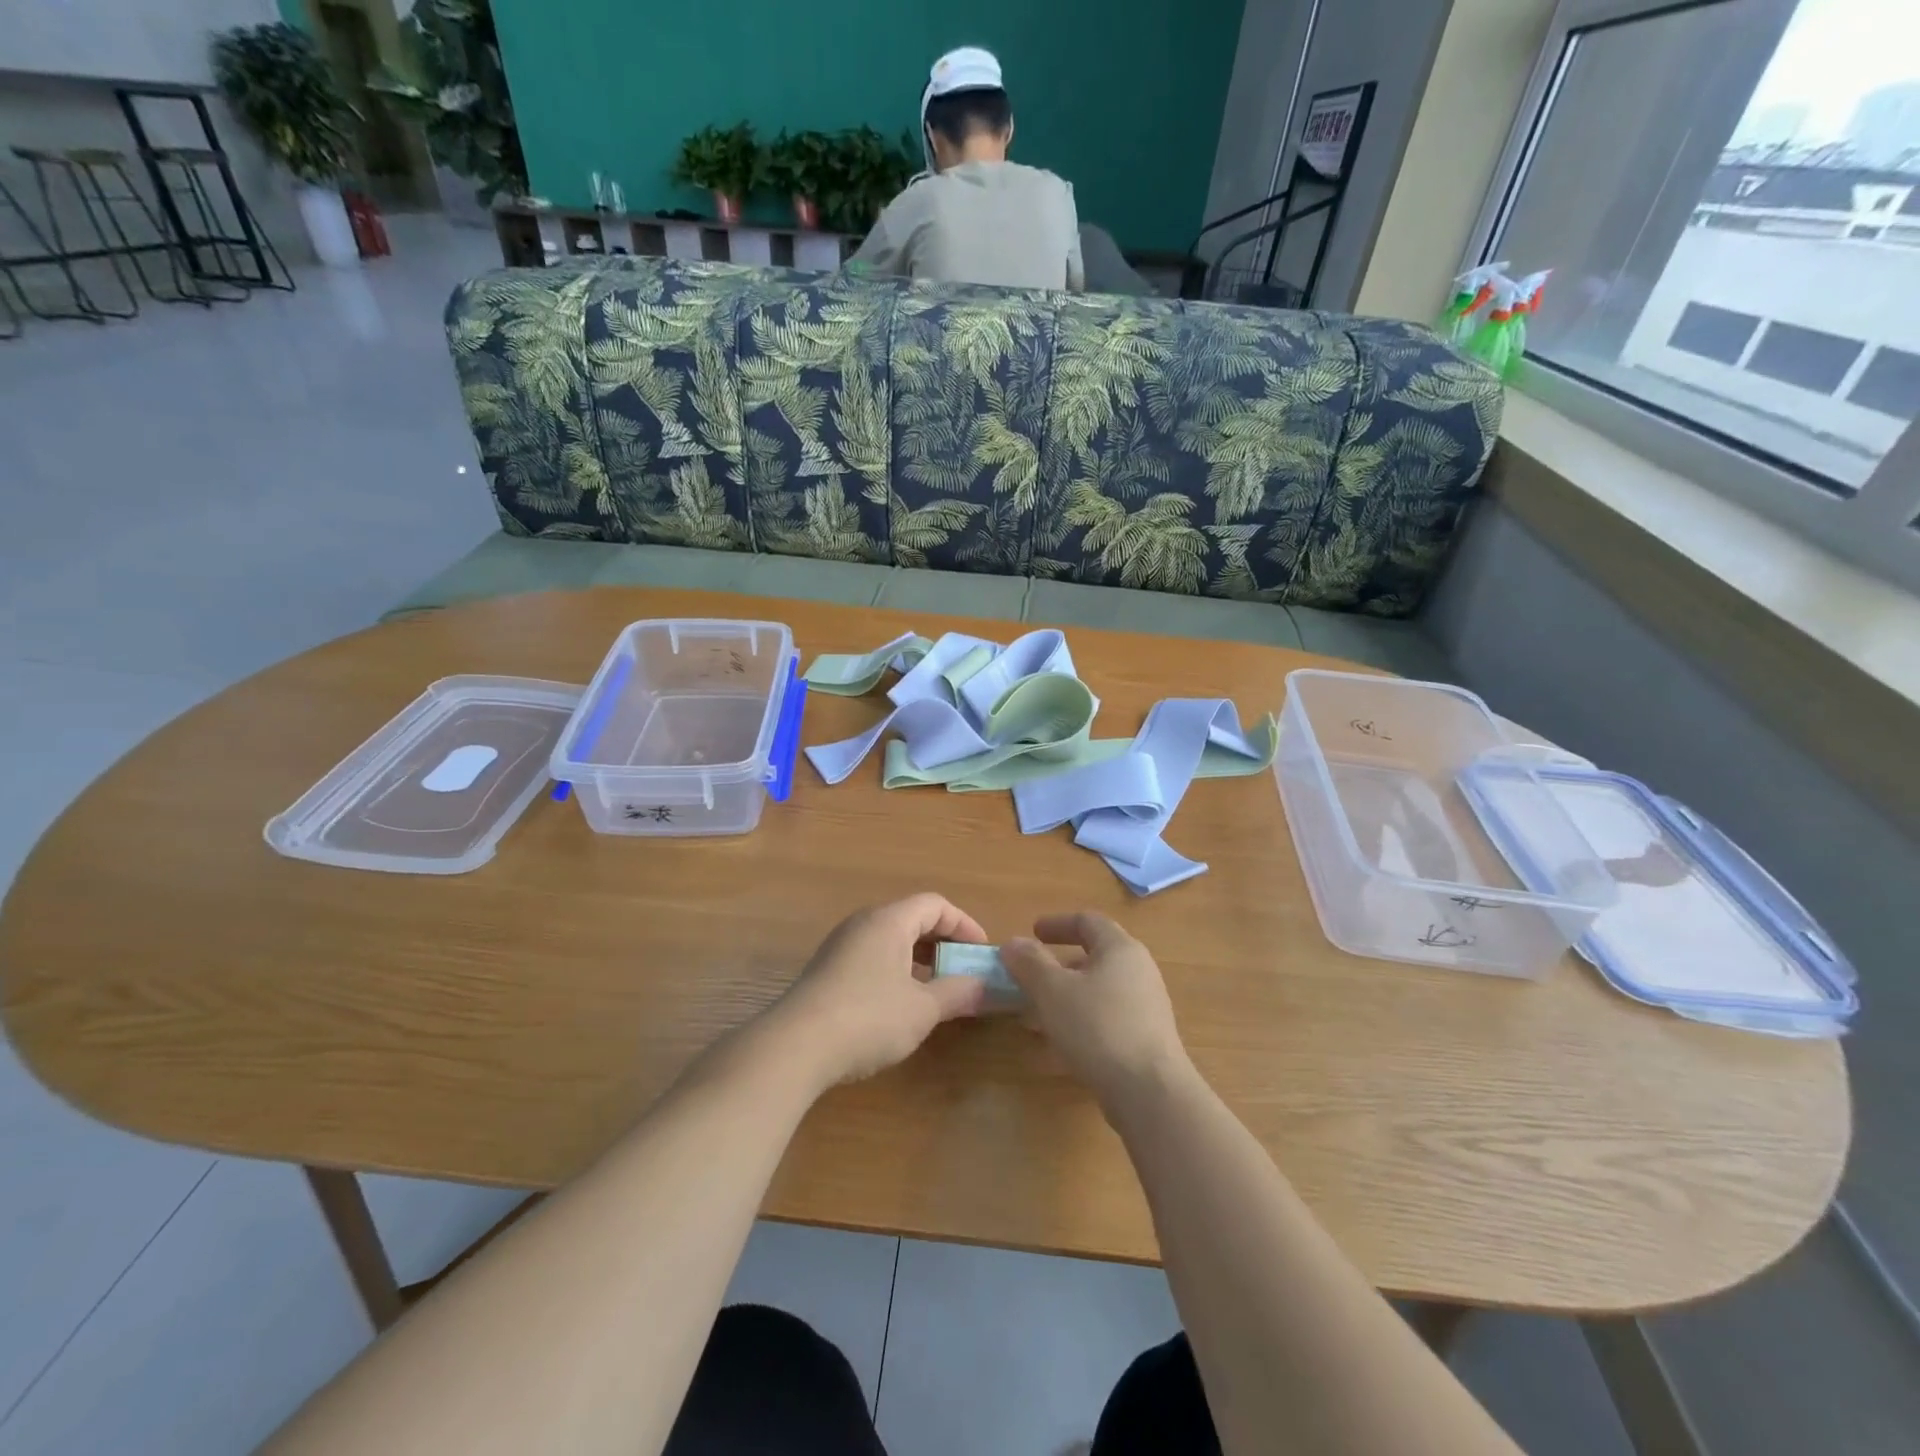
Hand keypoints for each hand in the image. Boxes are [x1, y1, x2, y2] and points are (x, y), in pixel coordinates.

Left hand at [765, 895, 989, 1089]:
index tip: (982, 953)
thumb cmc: (868, 1017)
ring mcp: (841, 946)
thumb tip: (985, 987)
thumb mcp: (922, 1009)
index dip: (964, 924)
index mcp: (889, 920)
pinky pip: (873, 956)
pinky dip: (897, 970)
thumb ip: (957, 993)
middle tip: (965, 970)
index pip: (935, 904)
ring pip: (891, 939)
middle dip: (944, 942)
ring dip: (920, 958)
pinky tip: (901, 1004)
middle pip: (912, 918)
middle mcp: (864, 923)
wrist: (795, 1046)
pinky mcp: (828, 970)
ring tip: (938, 989)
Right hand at [1002, 913, 1193, 1107]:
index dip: (1057, 924)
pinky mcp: (1145, 1040)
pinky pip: (1105, 1020)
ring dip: (1063, 999)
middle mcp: (1138, 972)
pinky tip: (1055, 1048)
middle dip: (1055, 968)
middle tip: (1027, 979)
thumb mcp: (1052, 991)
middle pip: (1092, 958)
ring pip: (1096, 993)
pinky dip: (1078, 1023)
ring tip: (1032, 1018)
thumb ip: (1030, 963)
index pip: (1088, 922)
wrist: (1150, 1092)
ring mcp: (1145, 1008)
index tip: (1033, 932)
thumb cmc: (1098, 1027)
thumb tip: (1013, 943)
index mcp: (1120, 949)